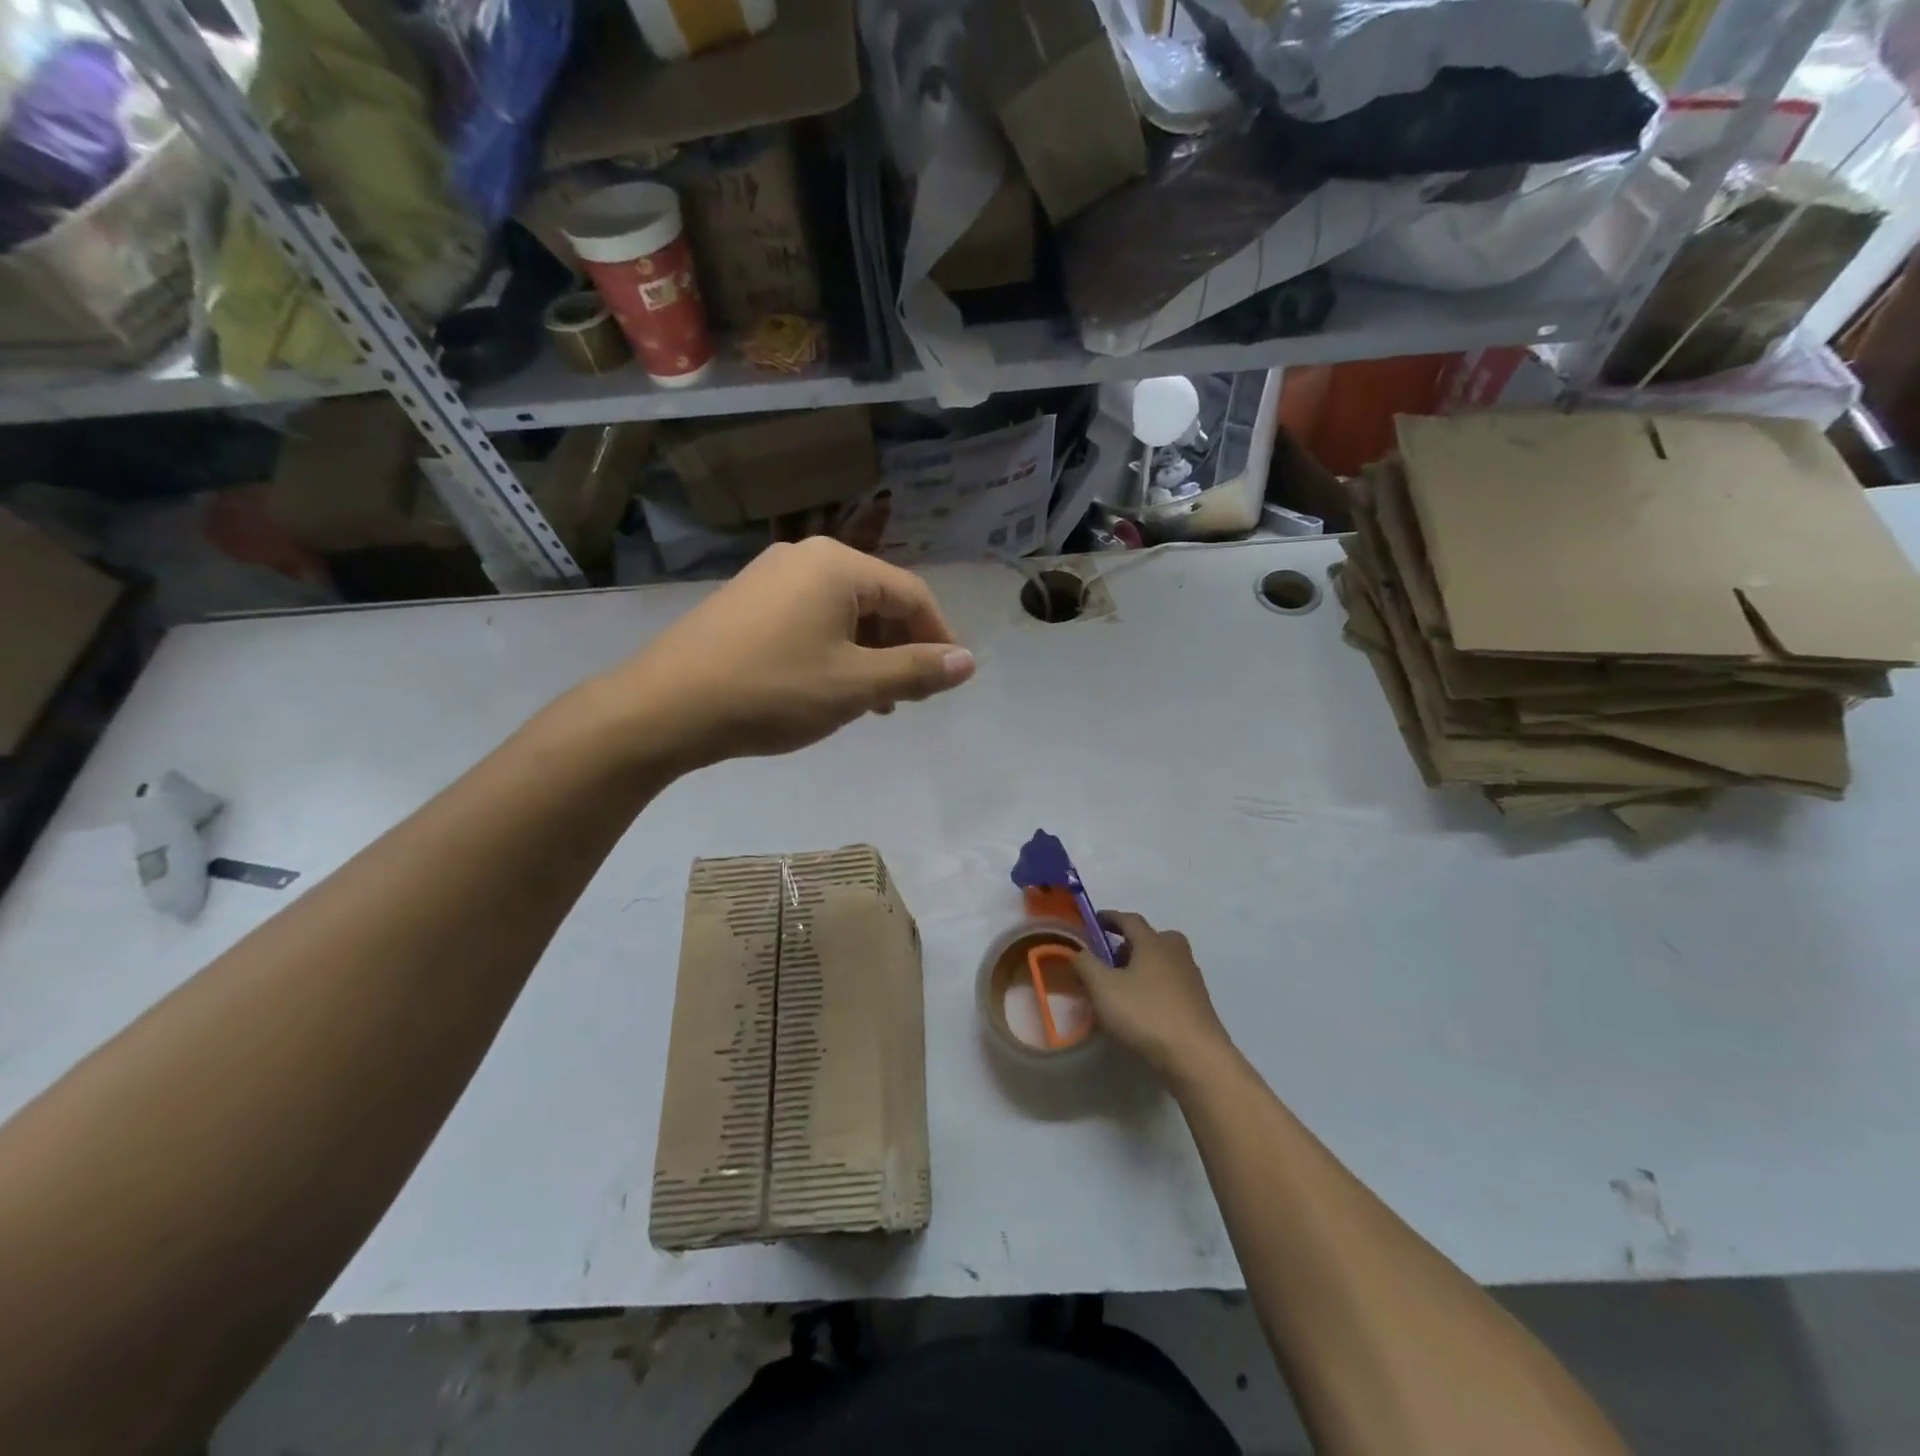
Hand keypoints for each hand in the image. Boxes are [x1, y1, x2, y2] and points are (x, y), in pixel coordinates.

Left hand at [600, 538, 975, 768]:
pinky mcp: (745, 601)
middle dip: (900, 648)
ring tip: (872, 703)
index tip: (947, 681)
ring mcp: (770, 576)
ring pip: (842, 612)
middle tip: (908, 698)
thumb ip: (916, 671)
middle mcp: (805, 556)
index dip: (938, 638)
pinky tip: (827, 687)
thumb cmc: (773, 690)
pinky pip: (808, 618)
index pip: (912, 595)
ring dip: (867, 654)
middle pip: (877, 598)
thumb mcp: (855, 686)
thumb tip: (968, 662)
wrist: (665, 707)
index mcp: (838, 564)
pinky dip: (832, 650)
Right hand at [1072, 911, 1231, 1085]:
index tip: (1095, 920)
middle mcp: (1175, 953)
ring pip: (1164, 961)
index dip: (1110, 917)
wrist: (1196, 1055)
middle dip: (1131, 943)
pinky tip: (1144, 1007)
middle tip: (1112, 957)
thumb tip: (1078, 950)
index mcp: (1153, 942)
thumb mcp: (1103, 988)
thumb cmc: (1146, 1013)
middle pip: (1153, 938)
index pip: (1129, 920)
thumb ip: (1085, 964)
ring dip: (1145, 965)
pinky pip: (1172, 983)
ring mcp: (1191, 978)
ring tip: (1124, 985)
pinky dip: (1156, 986)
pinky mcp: (1199, 1003)